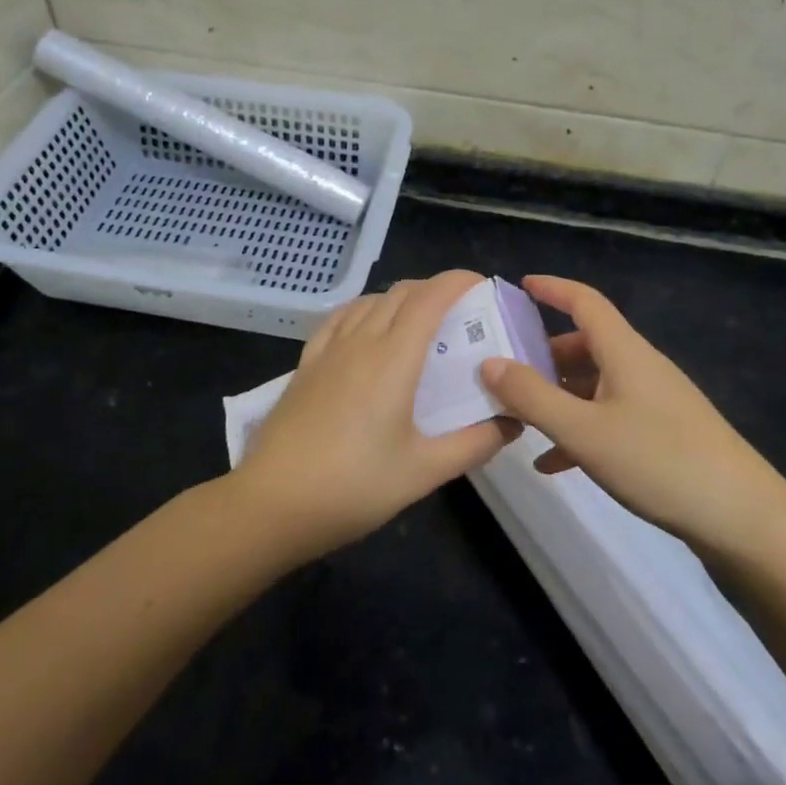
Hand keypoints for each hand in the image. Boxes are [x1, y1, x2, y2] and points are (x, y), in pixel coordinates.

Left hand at [231, 269, 518, 560]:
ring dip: (400, 299)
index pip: (430, 298)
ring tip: (420, 322)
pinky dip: (364, 310)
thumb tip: (512, 422)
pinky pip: (339, 318)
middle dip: (434, 290)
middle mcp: (361, 341)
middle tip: (461, 313)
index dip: (457, 281)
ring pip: (370, 301)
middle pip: (401, 293)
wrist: (273, 503)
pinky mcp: (306, 364)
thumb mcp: (423, 472)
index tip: (482, 285)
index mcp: (393, 359)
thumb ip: (473, 444)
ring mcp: (328, 350)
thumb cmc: (353, 486)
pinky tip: (367, 328)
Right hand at [480, 275, 785, 549]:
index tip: (519, 286)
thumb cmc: (660, 462)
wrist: (745, 520)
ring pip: (595, 385)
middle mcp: (640, 367)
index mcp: (624, 352)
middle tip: (502, 370)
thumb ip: (532, 397)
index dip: (552, 288)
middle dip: (543, 354)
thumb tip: (489, 362)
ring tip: (519, 418)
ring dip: (557, 396)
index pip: (585, 301)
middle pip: (585, 345)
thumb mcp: (584, 431)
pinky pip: (610, 419)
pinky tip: (553, 463)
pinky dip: (579, 431)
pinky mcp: (664, 436)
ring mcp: (655, 402)